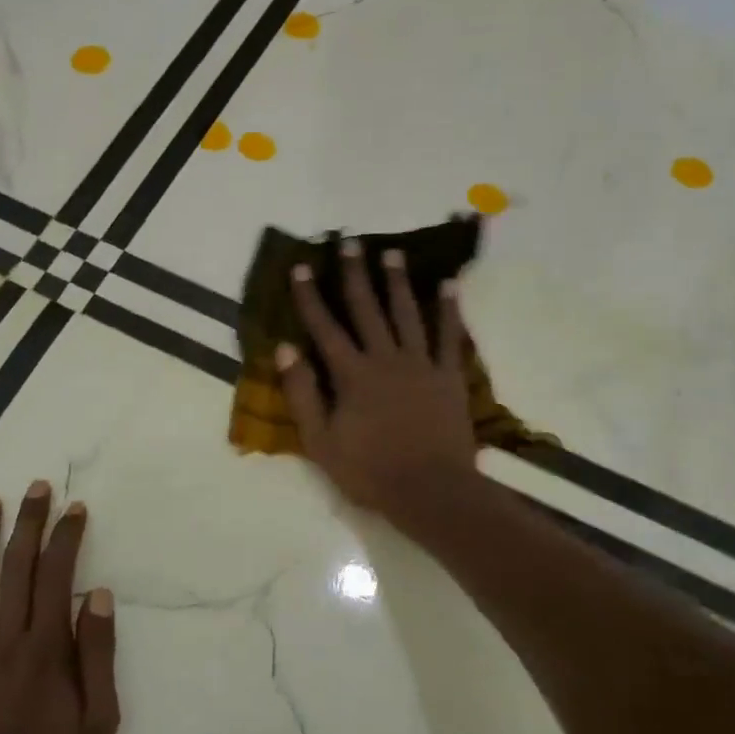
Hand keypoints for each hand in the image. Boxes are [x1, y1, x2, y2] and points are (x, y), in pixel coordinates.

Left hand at [0, 483, 119, 733]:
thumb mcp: (99, 722)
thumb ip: (97, 656)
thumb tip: (96, 596)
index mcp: (46, 652)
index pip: (56, 577)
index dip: (65, 538)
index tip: (74, 508)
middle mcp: (4, 644)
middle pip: (14, 570)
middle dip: (26, 524)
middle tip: (34, 488)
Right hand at [278, 240, 477, 525]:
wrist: (431, 491)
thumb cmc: (369, 472)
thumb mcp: (321, 441)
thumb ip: (302, 393)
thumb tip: (285, 349)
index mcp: (352, 375)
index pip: (325, 327)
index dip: (310, 296)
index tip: (302, 267)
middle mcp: (385, 359)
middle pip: (367, 309)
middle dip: (355, 275)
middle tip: (350, 243)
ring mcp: (421, 364)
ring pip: (407, 313)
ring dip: (397, 282)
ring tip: (391, 253)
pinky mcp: (449, 376)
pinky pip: (449, 336)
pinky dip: (448, 309)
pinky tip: (447, 285)